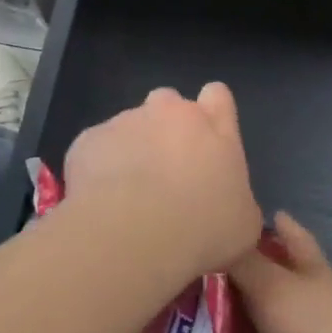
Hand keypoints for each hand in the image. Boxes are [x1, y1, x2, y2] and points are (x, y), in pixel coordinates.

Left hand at [62, 83, 262, 279]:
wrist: (132, 237)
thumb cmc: (202, 230)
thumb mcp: (242, 225)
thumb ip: (238, 200)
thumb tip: (230, 206)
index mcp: (215, 127)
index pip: (217, 95)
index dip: (212, 112)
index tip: (207, 140)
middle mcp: (171, 112)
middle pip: (170, 103)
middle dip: (167, 128)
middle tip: (165, 171)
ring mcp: (126, 121)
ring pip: (129, 126)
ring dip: (131, 149)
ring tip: (127, 195)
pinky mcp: (89, 139)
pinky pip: (96, 149)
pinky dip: (98, 168)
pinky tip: (100, 202)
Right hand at [230, 212, 331, 332]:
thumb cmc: (321, 332)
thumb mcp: (273, 289)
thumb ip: (244, 264)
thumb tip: (220, 230)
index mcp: (311, 271)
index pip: (291, 235)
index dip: (273, 224)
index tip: (243, 222)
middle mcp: (320, 304)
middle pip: (282, 289)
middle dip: (249, 289)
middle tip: (204, 293)